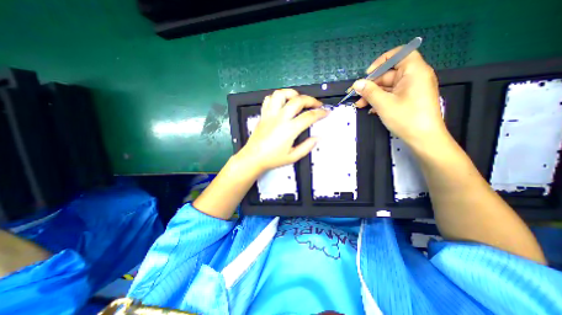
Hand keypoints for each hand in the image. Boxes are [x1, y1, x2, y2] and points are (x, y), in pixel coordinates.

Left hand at [237, 87, 330, 171]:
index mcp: (289, 129)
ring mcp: (270, 114)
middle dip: (311, 100)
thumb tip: (317, 138)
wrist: (253, 158)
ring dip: (292, 94)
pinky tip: (282, 103)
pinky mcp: (263, 114)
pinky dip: (277, 97)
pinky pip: (269, 99)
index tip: (326, 112)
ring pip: (281, 94)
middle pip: (298, 100)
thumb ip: (307, 147)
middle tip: (317, 105)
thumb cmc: (272, 159)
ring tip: (298, 99)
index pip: (309, 116)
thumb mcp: (293, 157)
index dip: (320, 113)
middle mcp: (280, 118)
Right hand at [351, 47, 447, 146]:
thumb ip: (369, 91)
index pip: (400, 54)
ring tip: (359, 104)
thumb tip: (356, 83)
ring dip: (373, 95)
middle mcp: (414, 77)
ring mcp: (412, 89)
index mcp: (414, 72)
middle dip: (371, 85)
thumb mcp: (383, 104)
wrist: (424, 139)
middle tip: (356, 95)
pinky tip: (370, 109)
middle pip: (389, 74)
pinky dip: (380, 100)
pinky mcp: (409, 99)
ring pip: (388, 87)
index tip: (368, 73)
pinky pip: (392, 95)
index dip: (382, 61)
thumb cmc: (406, 118)